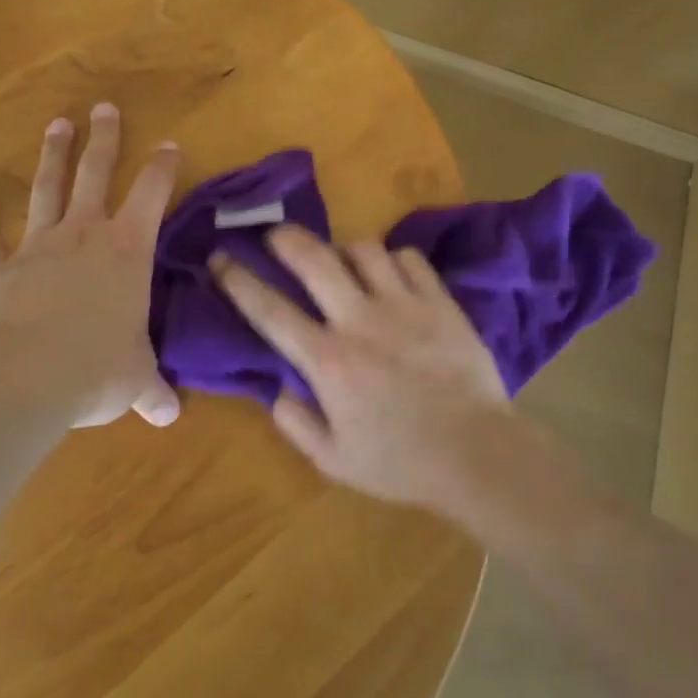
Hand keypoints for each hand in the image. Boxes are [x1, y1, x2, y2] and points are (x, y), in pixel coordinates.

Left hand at [0, 104, 182, 427]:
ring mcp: (37, 248)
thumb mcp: (135, 382)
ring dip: (52, 157)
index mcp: (127, 251)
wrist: (23, 381)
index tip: (170, 145)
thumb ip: (152, 391)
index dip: (164, 167)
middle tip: (104, 108)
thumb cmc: (95, 370)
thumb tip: (170, 416)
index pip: (153, 194)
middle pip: (95, 174)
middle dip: (104, 139)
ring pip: (47, 191)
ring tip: (58, 124)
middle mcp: (84, 235)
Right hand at [210, 225, 511, 507]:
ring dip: (345, 251)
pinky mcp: (440, 301)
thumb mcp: (334, 460)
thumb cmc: (400, 462)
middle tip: (275, 234)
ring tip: (343, 262)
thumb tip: (276, 387)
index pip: (270, 310)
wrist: (477, 454)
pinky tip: (392, 275)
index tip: (220, 259)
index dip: (238, 280)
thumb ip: (296, 422)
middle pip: (314, 259)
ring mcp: (403, 305)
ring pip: (364, 249)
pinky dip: (393, 260)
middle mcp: (360, 321)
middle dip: (286, 238)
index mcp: (328, 361)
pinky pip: (409, 258)